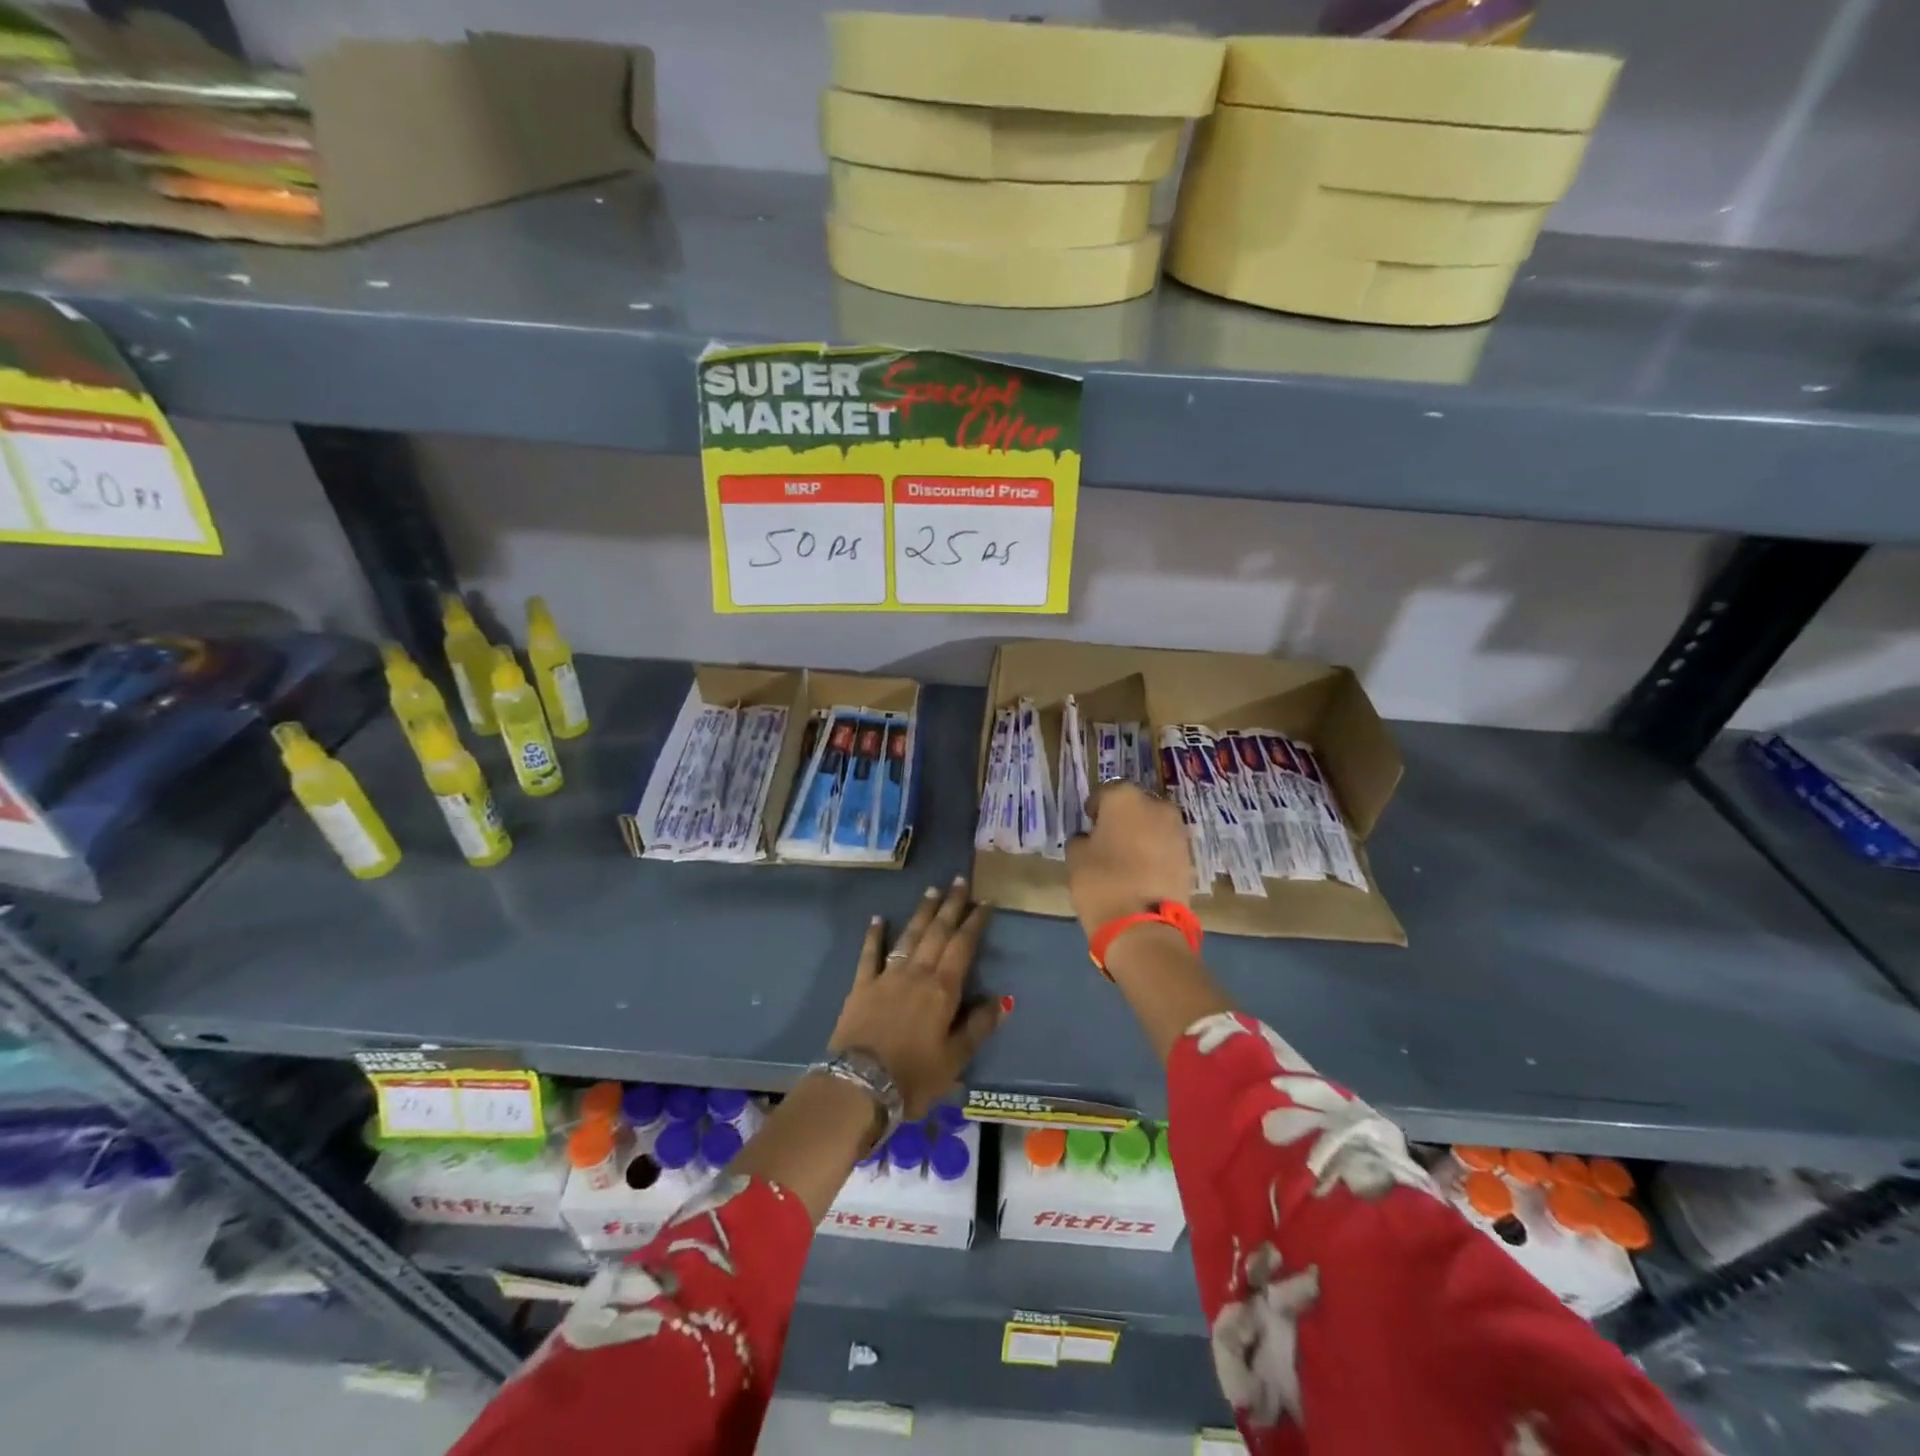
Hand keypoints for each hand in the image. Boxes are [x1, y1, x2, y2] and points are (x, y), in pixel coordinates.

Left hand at [827, 878, 1006, 1117]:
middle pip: (937, 932)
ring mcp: (887, 976)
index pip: (963, 946)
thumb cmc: (913, 1076)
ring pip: (909, 936)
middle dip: (950, 905)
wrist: (859, 1086)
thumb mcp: (955, 1059)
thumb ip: (978, 1026)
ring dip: (921, 913)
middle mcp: (917, 973)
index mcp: (942, 989)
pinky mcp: (861, 986)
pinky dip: (874, 934)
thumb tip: (1001, 999)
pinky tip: (878, 918)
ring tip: (931, 891)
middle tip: (959, 881)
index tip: (985, 901)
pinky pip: (869, 954)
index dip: (975, 922)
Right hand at [1065, 781, 1191, 937]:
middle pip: (1134, 806)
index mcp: (1125, 797)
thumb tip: (1090, 839)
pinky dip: (1155, 853)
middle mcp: (1156, 805)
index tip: (1088, 824)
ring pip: (1153, 825)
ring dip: (1141, 835)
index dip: (1095, 809)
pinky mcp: (1189, 856)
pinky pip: (1165, 846)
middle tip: (1108, 840)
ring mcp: (1177, 831)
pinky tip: (1141, 872)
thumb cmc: (1101, 882)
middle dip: (1122, 818)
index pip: (1105, 793)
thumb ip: (1082, 840)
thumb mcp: (1075, 858)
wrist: (1144, 926)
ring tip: (1126, 858)